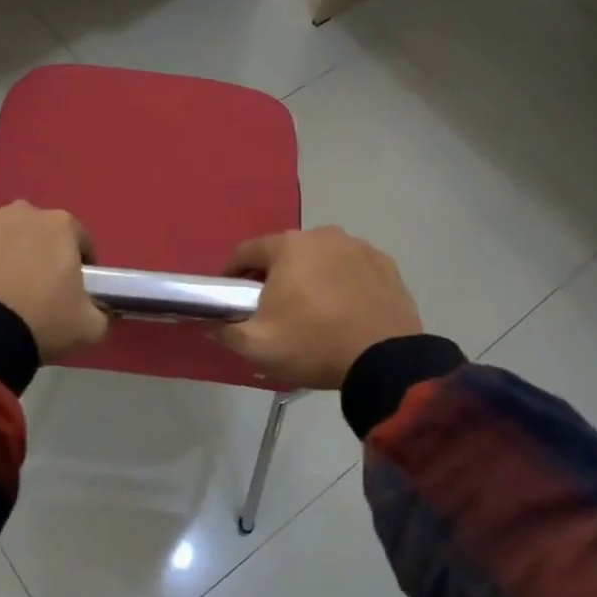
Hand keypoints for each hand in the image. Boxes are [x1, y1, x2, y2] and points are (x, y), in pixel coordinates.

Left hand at [0, 202, 108, 362]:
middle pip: (36, 232)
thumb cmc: (40, 323)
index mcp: (61, 225)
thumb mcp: (90, 327)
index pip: (79, 240)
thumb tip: (103, 309)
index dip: (79, 264)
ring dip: (1, 250)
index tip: (72, 289)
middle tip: (31, 290)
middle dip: (37, 253)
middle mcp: (22, 210)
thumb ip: (103, 312)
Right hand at [217, 227, 422, 389]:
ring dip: (311, 277)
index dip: (233, 274)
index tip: (233, 297)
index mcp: (288, 246)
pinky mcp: (386, 265)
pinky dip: (343, 283)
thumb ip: (225, 330)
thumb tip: (210, 322)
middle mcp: (323, 235)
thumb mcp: (257, 346)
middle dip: (275, 276)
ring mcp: (359, 247)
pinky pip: (352, 270)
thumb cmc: (313, 344)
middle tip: (273, 309)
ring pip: (321, 259)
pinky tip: (345, 310)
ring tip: (313, 311)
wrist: (385, 361)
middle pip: (285, 253)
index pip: (246, 252)